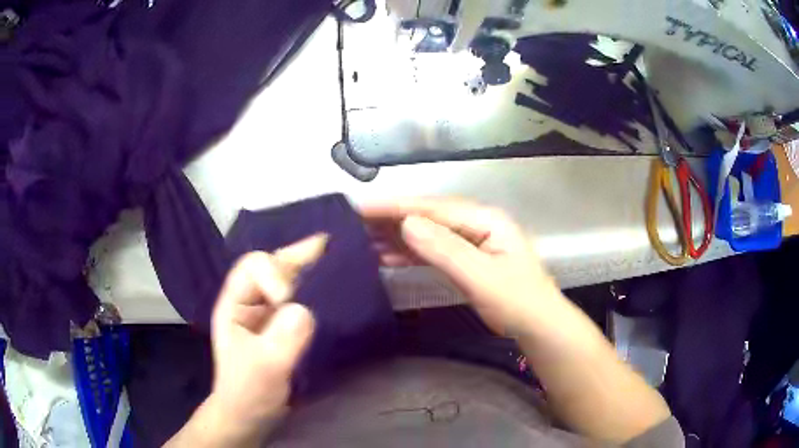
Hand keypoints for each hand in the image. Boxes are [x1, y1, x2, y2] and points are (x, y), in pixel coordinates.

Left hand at [167, 235, 326, 446]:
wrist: (251, 415)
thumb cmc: (249, 392)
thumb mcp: (264, 368)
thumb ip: (282, 340)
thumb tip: (306, 310)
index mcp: (235, 303)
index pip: (253, 267)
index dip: (276, 276)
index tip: (291, 302)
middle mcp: (251, 300)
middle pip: (274, 265)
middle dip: (300, 256)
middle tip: (331, 246)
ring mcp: (269, 313)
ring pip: (290, 279)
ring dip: (312, 269)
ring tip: (338, 261)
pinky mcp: (285, 326)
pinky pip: (302, 299)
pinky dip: (318, 291)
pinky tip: (335, 291)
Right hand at [362, 198, 558, 335]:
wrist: (538, 326)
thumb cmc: (517, 302)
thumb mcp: (482, 277)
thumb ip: (446, 250)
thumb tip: (406, 223)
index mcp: (485, 219)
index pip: (433, 207)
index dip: (395, 206)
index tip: (361, 208)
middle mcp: (477, 223)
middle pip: (427, 215)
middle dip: (391, 218)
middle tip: (354, 222)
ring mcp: (472, 240)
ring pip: (427, 232)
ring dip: (396, 235)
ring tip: (362, 239)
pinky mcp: (466, 258)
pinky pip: (432, 249)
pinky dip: (408, 251)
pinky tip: (387, 255)